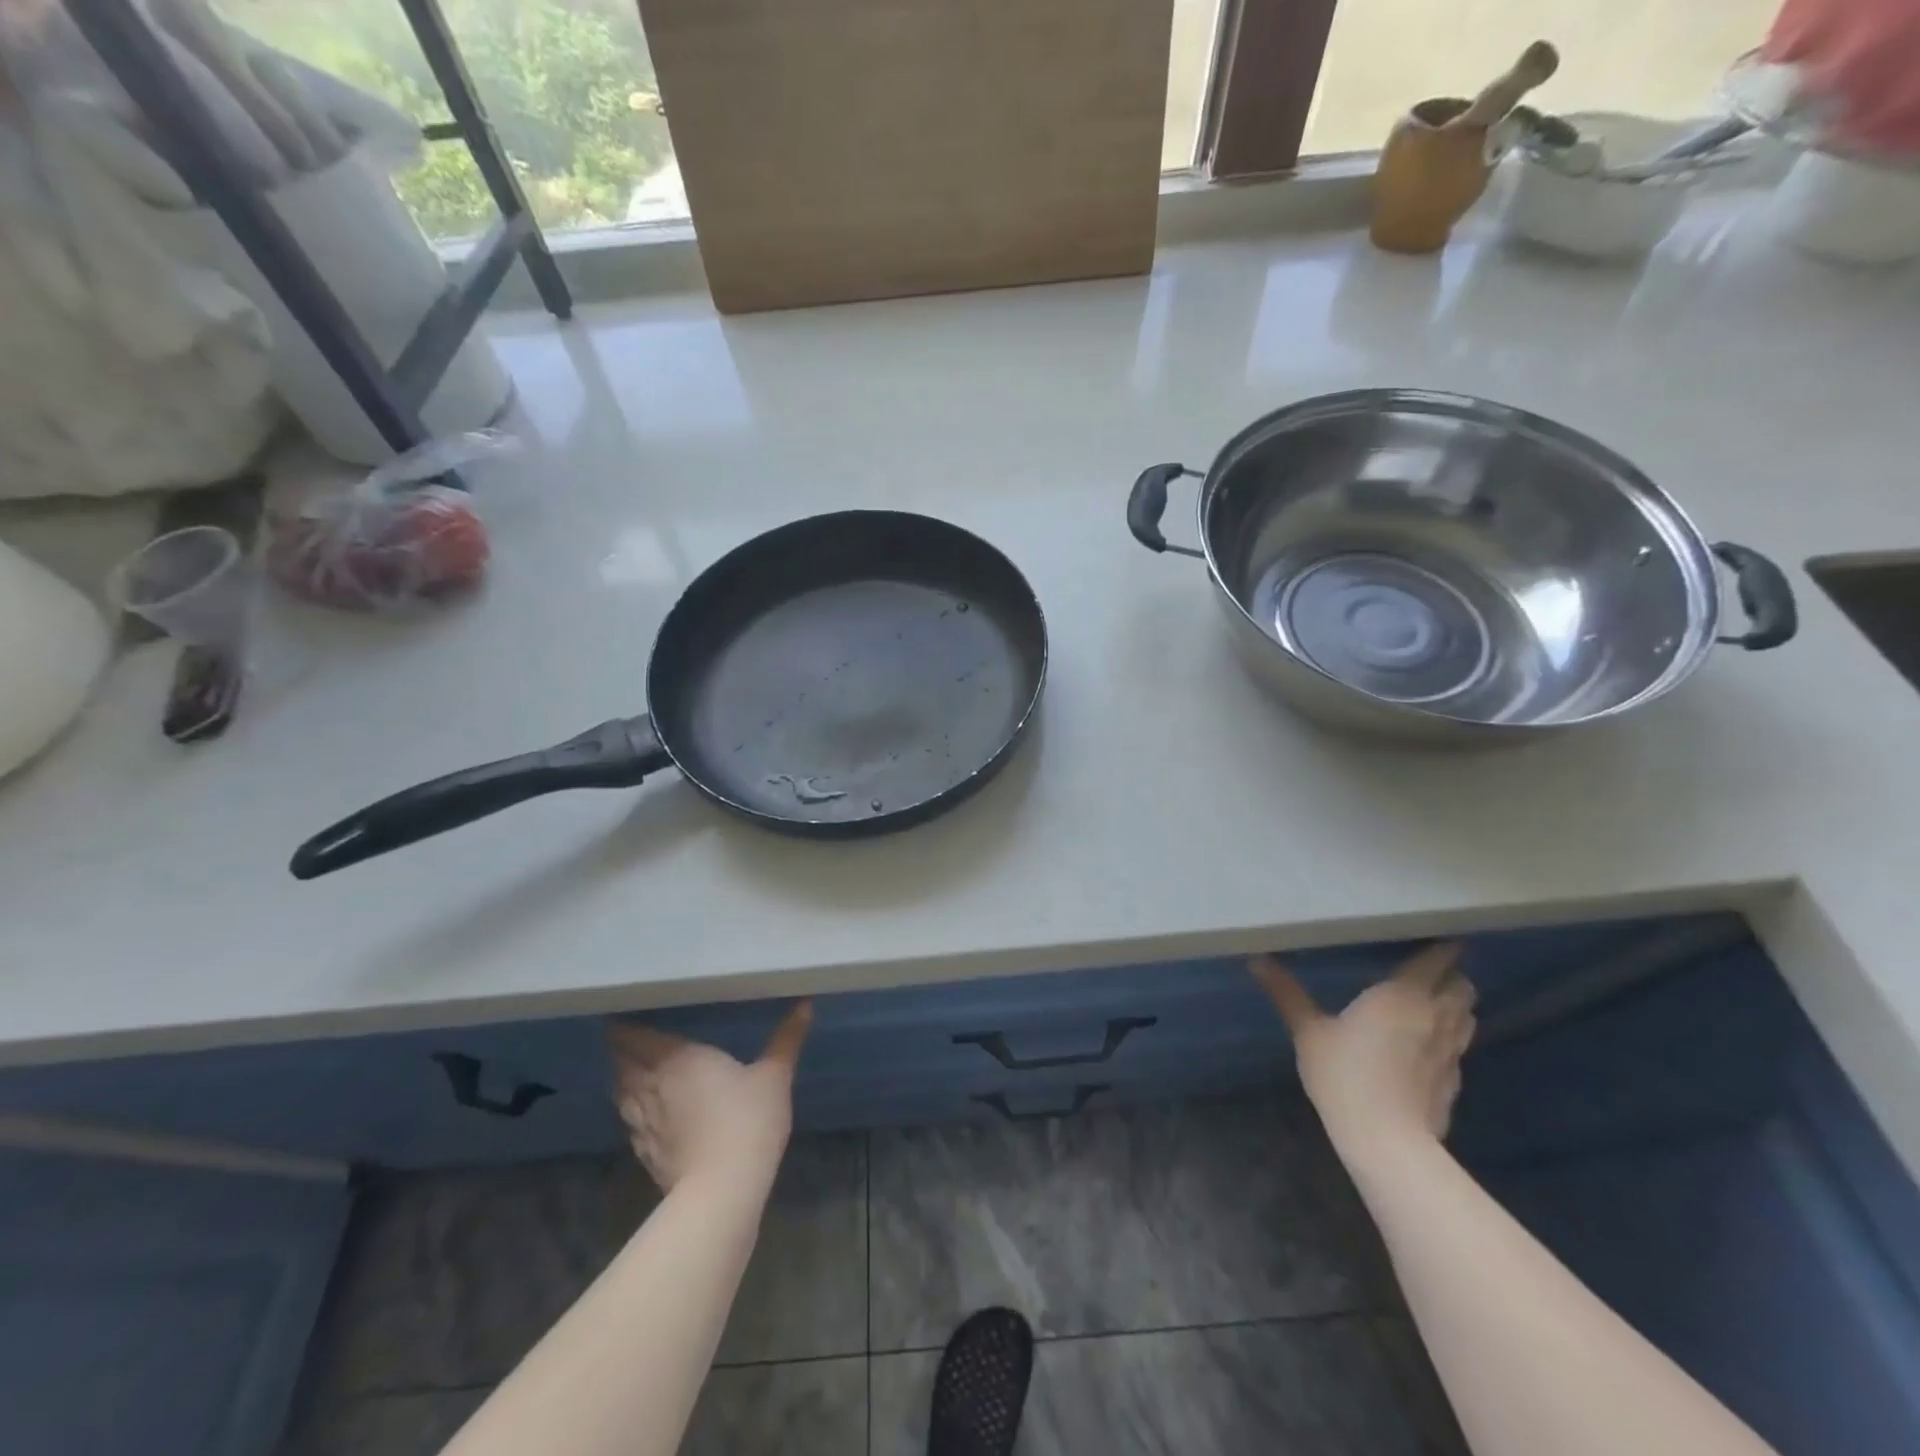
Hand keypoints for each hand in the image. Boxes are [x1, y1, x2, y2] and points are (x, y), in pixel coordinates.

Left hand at [607, 1002, 811, 1194]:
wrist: (723, 1188)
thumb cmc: (748, 1119)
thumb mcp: (775, 1074)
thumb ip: (787, 1037)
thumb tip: (805, 1003)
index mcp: (678, 1059)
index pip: (636, 1038)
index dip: (625, 1028)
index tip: (622, 1016)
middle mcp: (652, 1086)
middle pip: (622, 1064)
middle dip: (621, 1050)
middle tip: (625, 1038)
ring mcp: (644, 1123)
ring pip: (622, 1094)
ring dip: (623, 1080)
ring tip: (630, 1070)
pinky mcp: (645, 1153)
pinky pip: (630, 1123)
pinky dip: (631, 1111)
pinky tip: (641, 1113)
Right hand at [1251, 943, 1475, 1157]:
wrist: (1387, 1141)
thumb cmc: (1344, 1074)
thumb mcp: (1307, 1031)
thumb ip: (1286, 993)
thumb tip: (1255, 959)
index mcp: (1402, 995)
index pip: (1436, 960)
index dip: (1443, 947)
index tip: (1441, 936)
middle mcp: (1435, 1016)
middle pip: (1463, 986)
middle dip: (1451, 976)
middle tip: (1427, 973)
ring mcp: (1451, 1052)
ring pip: (1467, 1017)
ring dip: (1455, 1006)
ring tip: (1431, 1005)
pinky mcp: (1455, 1082)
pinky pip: (1459, 1049)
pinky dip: (1449, 1040)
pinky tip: (1426, 1048)